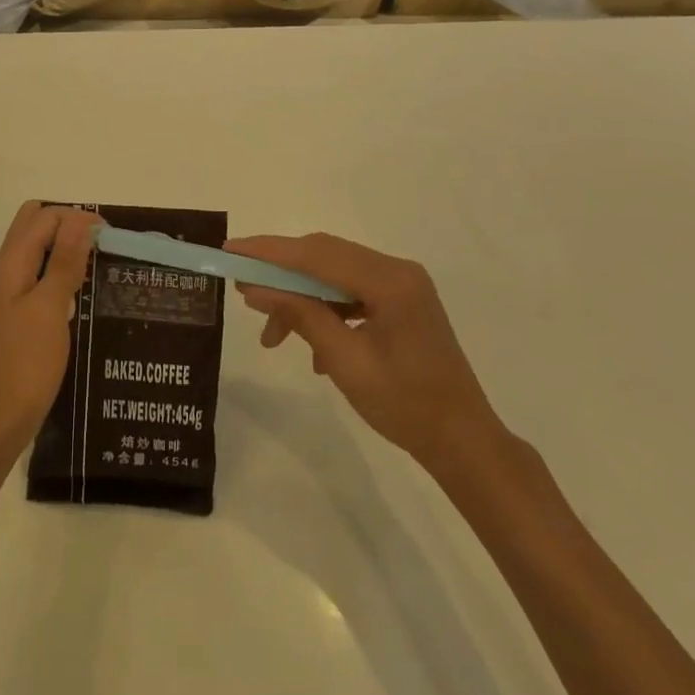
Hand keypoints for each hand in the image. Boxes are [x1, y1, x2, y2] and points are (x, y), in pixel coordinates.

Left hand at [0, 202, 99, 465]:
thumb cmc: (23, 365)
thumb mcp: (49, 309)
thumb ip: (63, 261)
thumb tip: (80, 218)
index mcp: (11, 261)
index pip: (45, 216)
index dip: (78, 217)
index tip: (113, 237)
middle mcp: (7, 268)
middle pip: (36, 225)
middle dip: (70, 225)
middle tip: (103, 246)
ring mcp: (10, 292)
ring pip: (39, 251)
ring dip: (67, 249)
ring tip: (101, 267)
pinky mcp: (17, 315)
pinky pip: (40, 277)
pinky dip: (61, 274)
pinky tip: (84, 295)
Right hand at [228, 233, 499, 468]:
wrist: (464, 444)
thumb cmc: (406, 406)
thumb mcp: (345, 362)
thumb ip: (300, 316)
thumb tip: (254, 288)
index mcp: (390, 281)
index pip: (317, 253)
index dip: (269, 251)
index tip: (230, 250)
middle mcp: (397, 270)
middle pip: (324, 256)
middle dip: (280, 271)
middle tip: (241, 287)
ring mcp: (400, 285)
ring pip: (333, 274)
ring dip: (299, 296)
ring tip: (272, 333)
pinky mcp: (399, 301)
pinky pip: (349, 290)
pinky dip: (322, 308)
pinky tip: (310, 345)